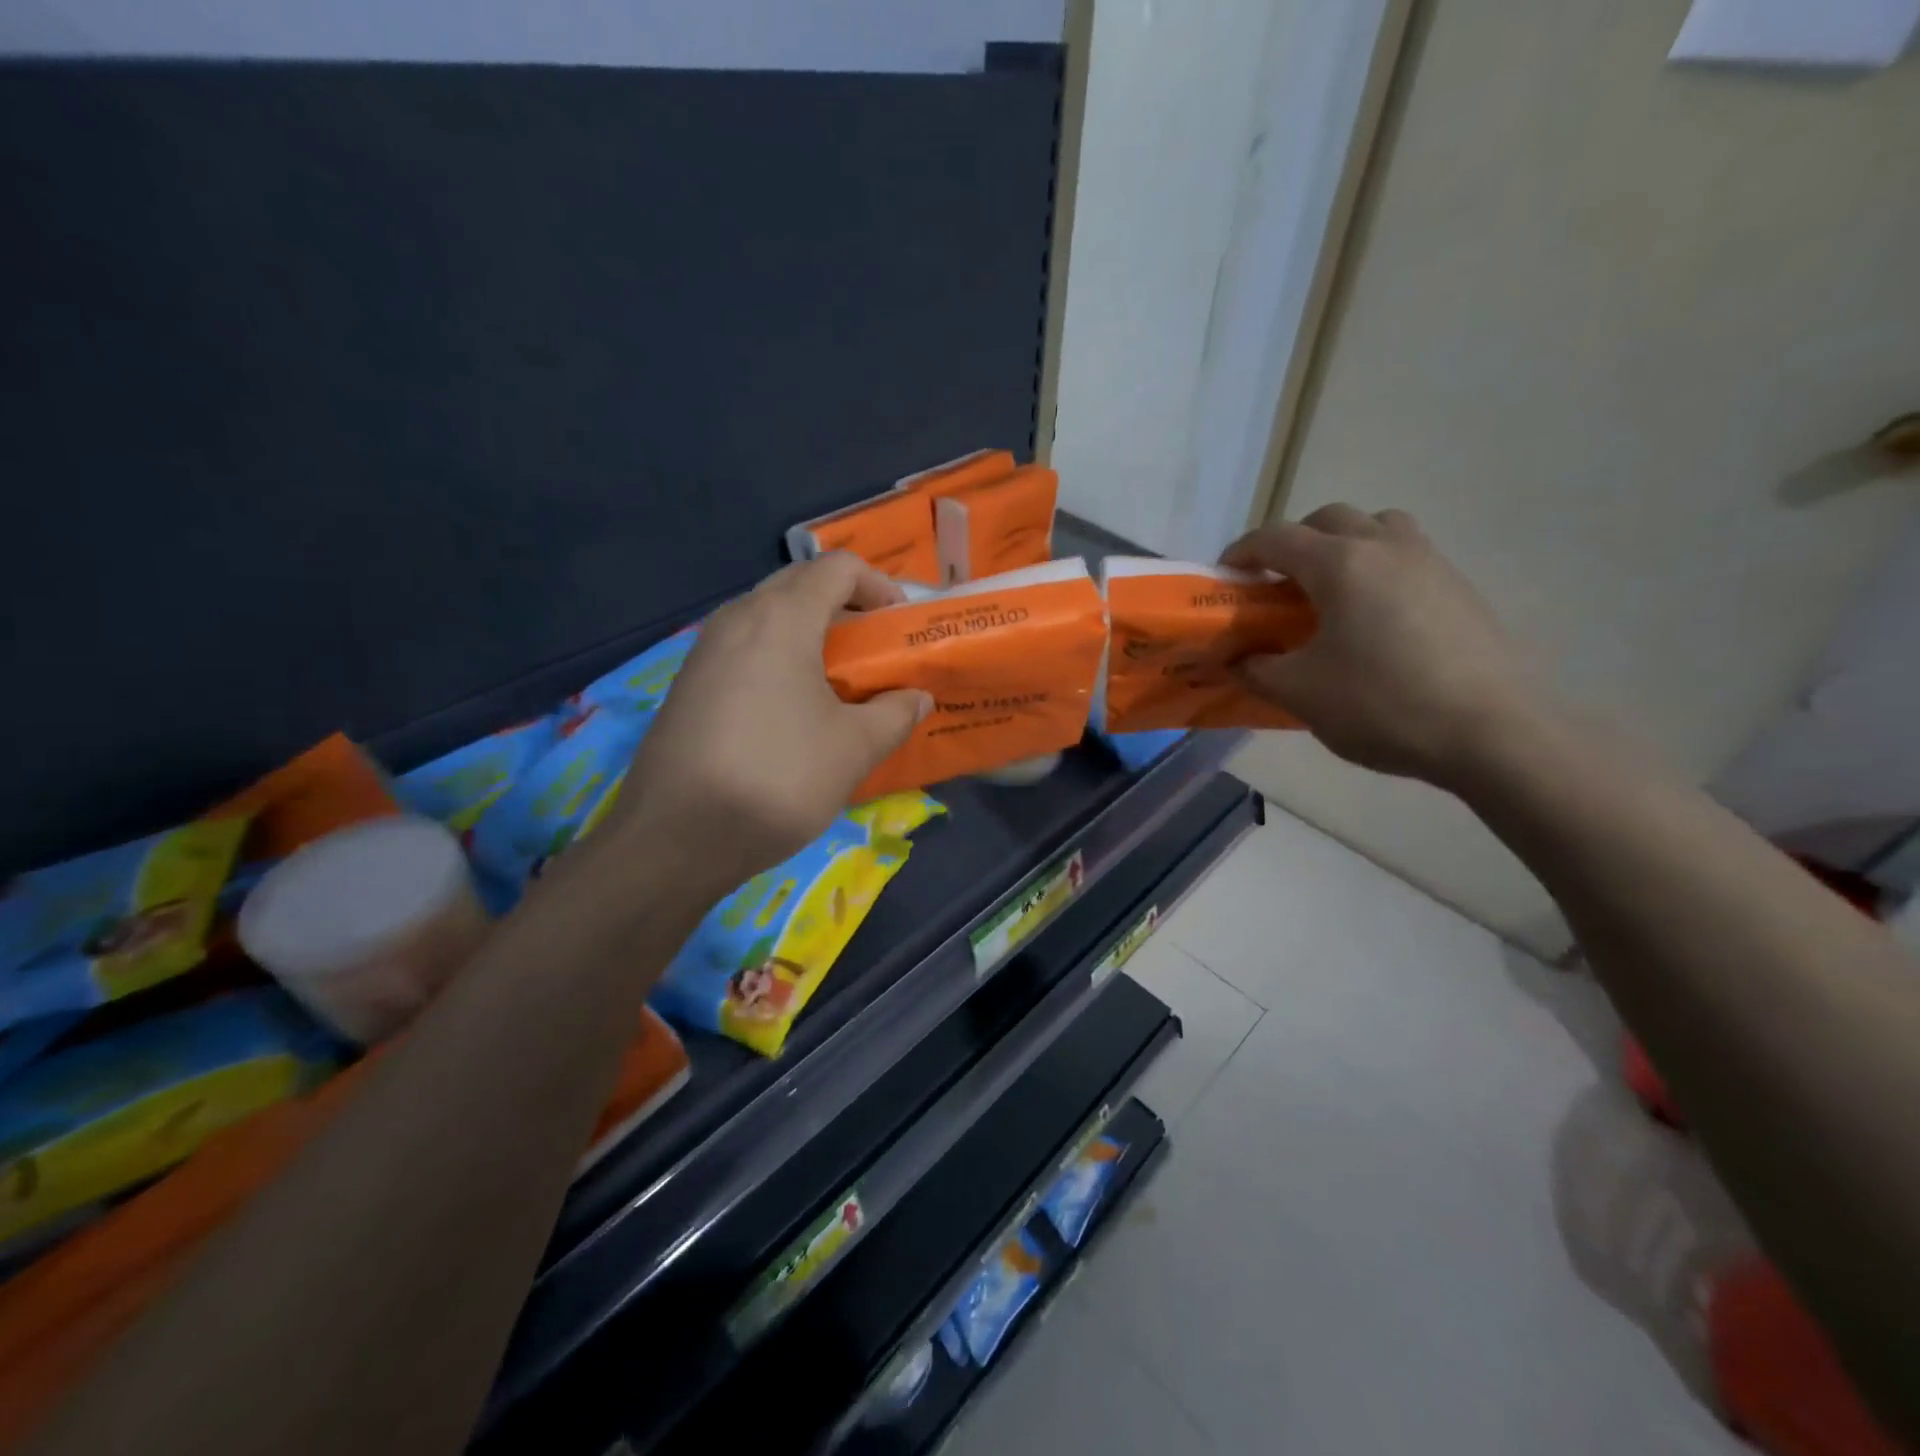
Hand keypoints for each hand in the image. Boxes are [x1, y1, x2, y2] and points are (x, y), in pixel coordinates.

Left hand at [608, 555, 930, 890]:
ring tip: (839, 681)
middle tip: (874, 651)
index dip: (879, 586)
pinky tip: (793, 708)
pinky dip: (779, 658)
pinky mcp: (688, 684)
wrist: (676, 838)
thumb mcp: (854, 748)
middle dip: (845, 607)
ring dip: (810, 634)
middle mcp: (737, 618)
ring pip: (768, 617)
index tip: (899, 626)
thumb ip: (896, 714)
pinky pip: (744, 648)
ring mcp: (705, 650)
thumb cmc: (778, 778)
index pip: (838, 568)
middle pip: (800, 585)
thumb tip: (918, 698)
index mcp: (781, 617)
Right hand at [1220, 505, 1547, 787]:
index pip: (1276, 538)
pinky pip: (1407, 556)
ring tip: (1330, 592)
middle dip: (1293, 542)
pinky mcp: (1459, 587)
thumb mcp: (1300, 694)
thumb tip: (1234, 661)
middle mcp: (1385, 548)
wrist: (1492, 733)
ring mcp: (1430, 563)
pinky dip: (1377, 569)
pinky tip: (1374, 621)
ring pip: (1377, 528)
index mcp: (1341, 565)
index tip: (1225, 577)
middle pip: (1329, 519)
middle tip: (1277, 584)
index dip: (1242, 552)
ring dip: (1343, 545)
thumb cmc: (1382, 705)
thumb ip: (1256, 671)